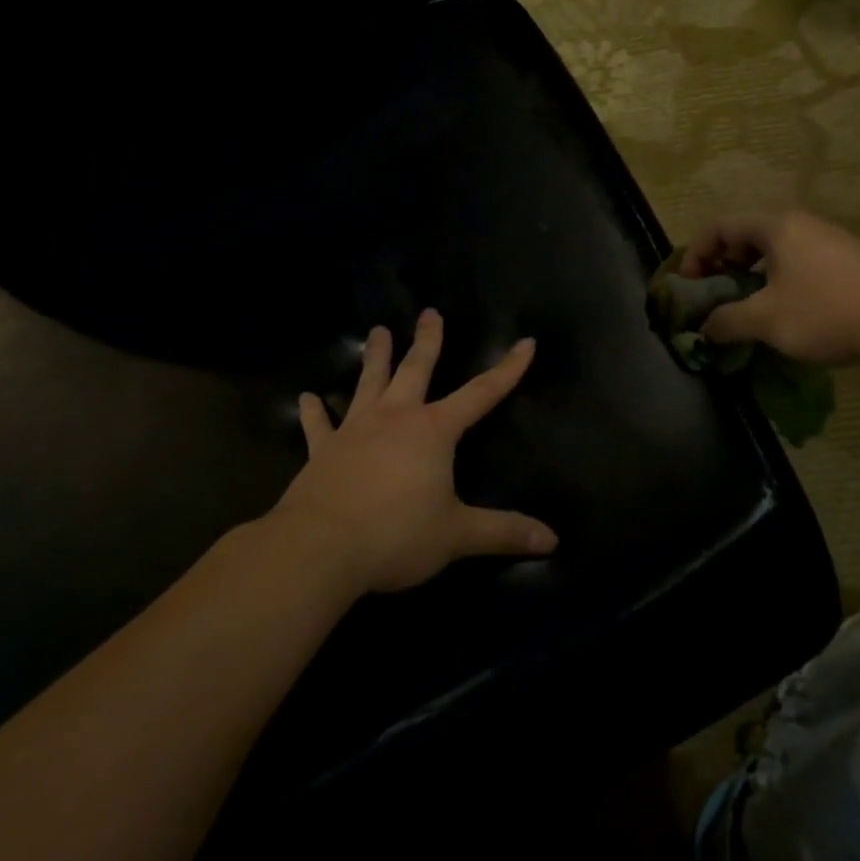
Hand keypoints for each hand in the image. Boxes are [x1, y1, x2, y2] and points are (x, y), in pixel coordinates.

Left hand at [273, 309, 557, 593]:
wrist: (321, 548)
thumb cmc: (396, 535)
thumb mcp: (457, 535)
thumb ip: (503, 533)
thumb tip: (552, 540)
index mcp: (433, 431)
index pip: (481, 393)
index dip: (507, 369)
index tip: (525, 342)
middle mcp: (394, 418)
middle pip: (416, 369)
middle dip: (427, 341)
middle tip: (429, 312)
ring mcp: (354, 430)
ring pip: (368, 383)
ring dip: (374, 356)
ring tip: (378, 331)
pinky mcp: (322, 451)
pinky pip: (318, 425)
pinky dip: (314, 411)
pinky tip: (307, 398)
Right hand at [679, 210, 859, 364]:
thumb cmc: (824, 311)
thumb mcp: (764, 319)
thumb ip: (726, 320)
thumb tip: (704, 329)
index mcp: (776, 226)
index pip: (720, 226)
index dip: (695, 254)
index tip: (689, 285)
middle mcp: (800, 224)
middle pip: (746, 235)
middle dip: (722, 265)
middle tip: (713, 295)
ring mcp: (827, 241)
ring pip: (773, 251)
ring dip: (750, 276)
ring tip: (744, 306)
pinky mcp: (846, 262)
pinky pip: (797, 263)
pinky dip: (776, 281)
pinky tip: (782, 311)